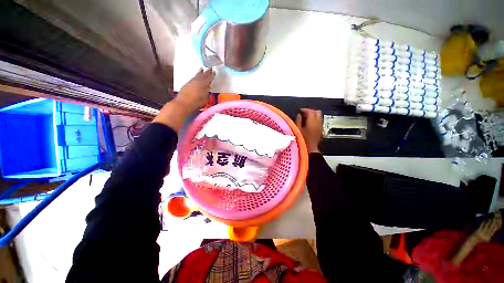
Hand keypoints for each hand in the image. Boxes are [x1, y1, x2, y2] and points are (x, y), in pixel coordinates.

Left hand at [175, 68, 214, 111]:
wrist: (183, 104)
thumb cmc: (196, 103)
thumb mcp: (205, 99)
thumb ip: (207, 92)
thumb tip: (208, 88)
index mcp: (203, 84)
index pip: (209, 78)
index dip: (212, 75)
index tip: (214, 71)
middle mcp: (197, 81)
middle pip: (202, 75)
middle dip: (206, 72)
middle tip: (209, 68)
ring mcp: (191, 82)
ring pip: (197, 75)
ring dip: (200, 72)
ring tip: (201, 69)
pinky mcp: (187, 84)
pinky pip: (193, 78)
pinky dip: (196, 76)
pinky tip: (196, 77)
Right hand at [295, 108, 322, 153]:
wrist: (310, 149)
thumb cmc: (302, 139)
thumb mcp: (297, 129)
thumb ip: (298, 120)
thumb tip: (299, 115)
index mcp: (312, 121)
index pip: (310, 111)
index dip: (305, 109)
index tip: (300, 110)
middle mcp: (318, 122)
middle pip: (317, 112)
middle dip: (310, 111)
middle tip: (304, 113)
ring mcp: (320, 126)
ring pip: (319, 116)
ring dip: (313, 115)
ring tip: (306, 117)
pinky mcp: (320, 130)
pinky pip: (319, 121)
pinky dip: (315, 120)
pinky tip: (309, 123)